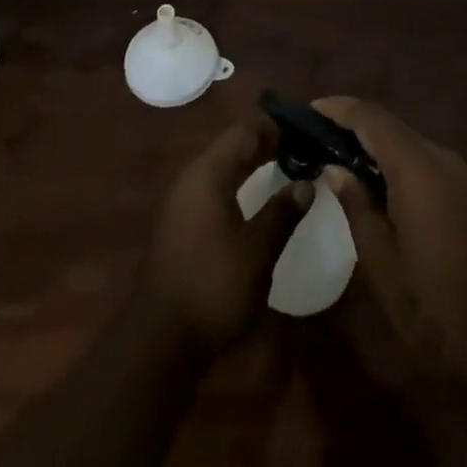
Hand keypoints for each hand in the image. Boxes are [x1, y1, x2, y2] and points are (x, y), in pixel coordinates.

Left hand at [141, 115, 311, 355]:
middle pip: (230, 145)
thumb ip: (282, 213)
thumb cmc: (213, 287)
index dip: (274, 128)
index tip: (303, 130)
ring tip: (280, 164)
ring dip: (248, 162)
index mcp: (207, 173)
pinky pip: (210, 185)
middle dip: (263, 143)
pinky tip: (251, 195)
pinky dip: (234, 181)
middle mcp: (189, 177)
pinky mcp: (177, 222)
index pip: (244, 132)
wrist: (161, 339)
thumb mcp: (257, 252)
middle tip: (298, 146)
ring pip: (219, 165)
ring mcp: (179, 199)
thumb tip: (305, 183)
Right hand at [314, 97, 466, 399]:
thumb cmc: (434, 316)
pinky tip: (409, 206)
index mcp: (419, 170)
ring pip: (423, 151)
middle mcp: (451, 161)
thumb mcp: (380, 265)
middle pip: (398, 131)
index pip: (372, 117)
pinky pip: (447, 173)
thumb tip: (336, 167)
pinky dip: (420, 176)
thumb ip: (356, 205)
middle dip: (362, 132)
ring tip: (364, 177)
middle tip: (330, 147)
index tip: (312, 110)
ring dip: (392, 156)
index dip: (339, 108)